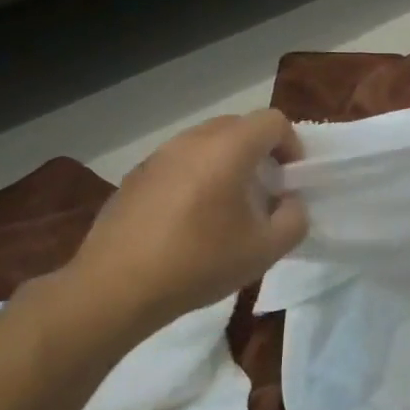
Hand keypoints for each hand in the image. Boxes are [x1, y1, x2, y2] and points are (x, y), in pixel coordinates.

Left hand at [63, 110, 307, 338]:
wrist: (116, 288)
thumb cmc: (200, 263)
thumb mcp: (266, 249)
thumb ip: (294, 218)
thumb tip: (289, 202)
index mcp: (228, 149)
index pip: (272, 121)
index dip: (292, 146)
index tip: (290, 180)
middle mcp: (192, 141)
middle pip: (239, 126)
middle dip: (260, 152)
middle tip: (265, 191)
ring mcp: (159, 156)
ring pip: (207, 143)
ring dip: (228, 163)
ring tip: (228, 206)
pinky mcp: (135, 176)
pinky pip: (180, 162)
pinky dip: (197, 176)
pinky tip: (191, 219)